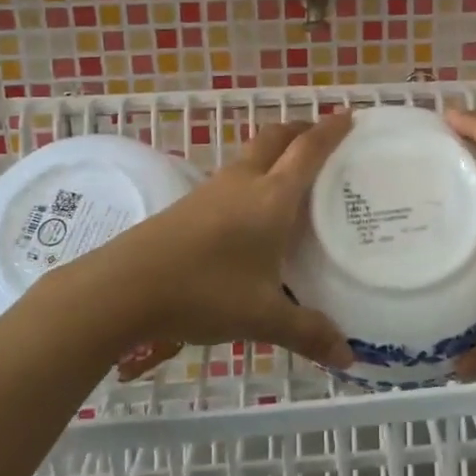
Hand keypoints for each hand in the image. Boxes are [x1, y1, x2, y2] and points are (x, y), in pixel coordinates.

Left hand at [44, 114, 356, 376]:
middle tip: (323, 138)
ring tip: (293, 174)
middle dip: (301, 130)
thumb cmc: (204, 292)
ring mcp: (213, 190)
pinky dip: (254, 176)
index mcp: (272, 198)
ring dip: (275, 152)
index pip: (308, 151)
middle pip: (276, 138)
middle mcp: (244, 182)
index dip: (331, 131)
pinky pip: (233, 177)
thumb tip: (350, 358)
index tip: (351, 117)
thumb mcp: (262, 316)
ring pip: (251, 155)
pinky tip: (253, 210)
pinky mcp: (190, 204)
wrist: (125, 286)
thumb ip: (308, 332)